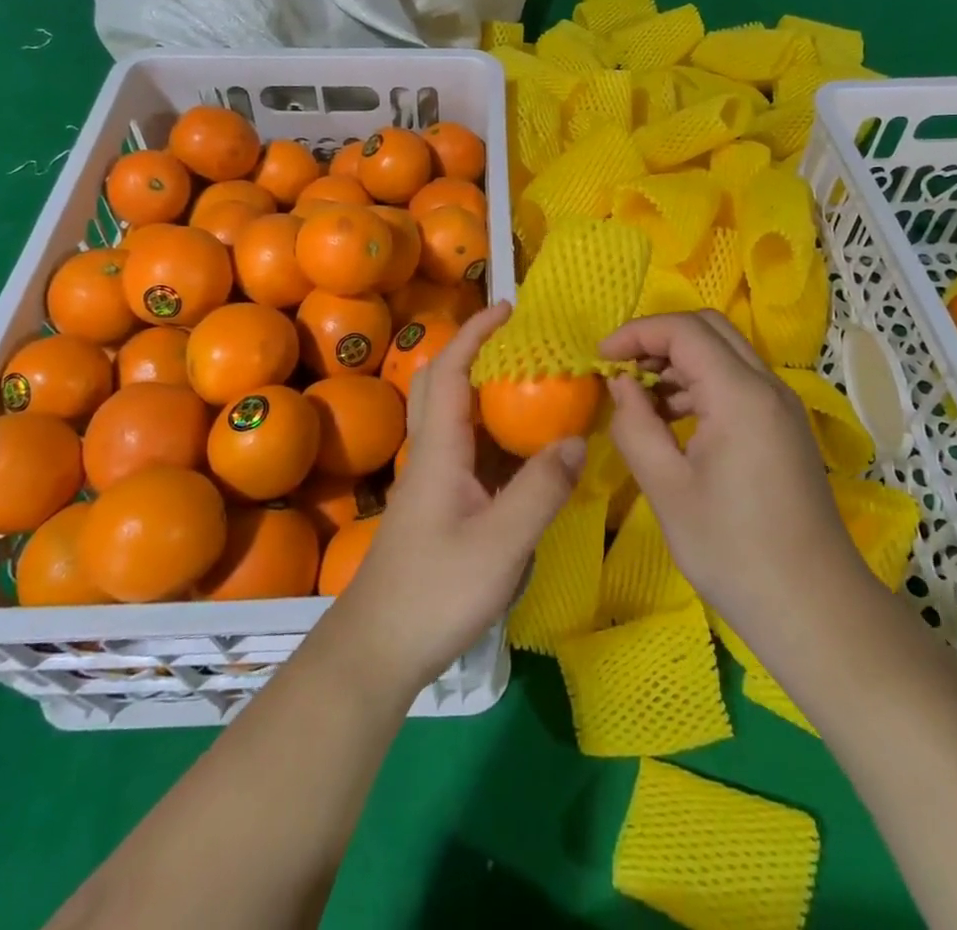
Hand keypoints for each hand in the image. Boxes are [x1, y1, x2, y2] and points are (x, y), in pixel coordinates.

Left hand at [330, 302, 585, 697]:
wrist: (378, 648)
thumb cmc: (435, 591)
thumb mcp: (501, 544)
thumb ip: (541, 490)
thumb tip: (579, 438)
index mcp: (439, 447)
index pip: (452, 368)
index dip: (477, 332)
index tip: (510, 308)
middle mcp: (430, 452)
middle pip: (443, 381)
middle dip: (475, 349)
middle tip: (520, 341)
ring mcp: (430, 478)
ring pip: (451, 413)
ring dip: (482, 386)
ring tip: (529, 383)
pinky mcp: (436, 502)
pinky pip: (463, 446)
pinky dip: (488, 427)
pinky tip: (520, 447)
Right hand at [600, 310, 875, 640]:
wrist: (815, 608)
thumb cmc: (733, 550)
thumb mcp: (667, 488)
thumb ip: (635, 426)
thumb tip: (620, 384)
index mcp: (740, 395)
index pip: (683, 330)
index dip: (636, 333)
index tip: (600, 358)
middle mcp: (767, 386)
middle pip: (708, 328)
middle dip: (658, 338)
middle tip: (621, 370)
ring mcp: (781, 406)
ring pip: (724, 353)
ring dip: (678, 361)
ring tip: (640, 400)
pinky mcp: (783, 427)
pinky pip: (737, 382)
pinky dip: (699, 384)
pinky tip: (673, 421)